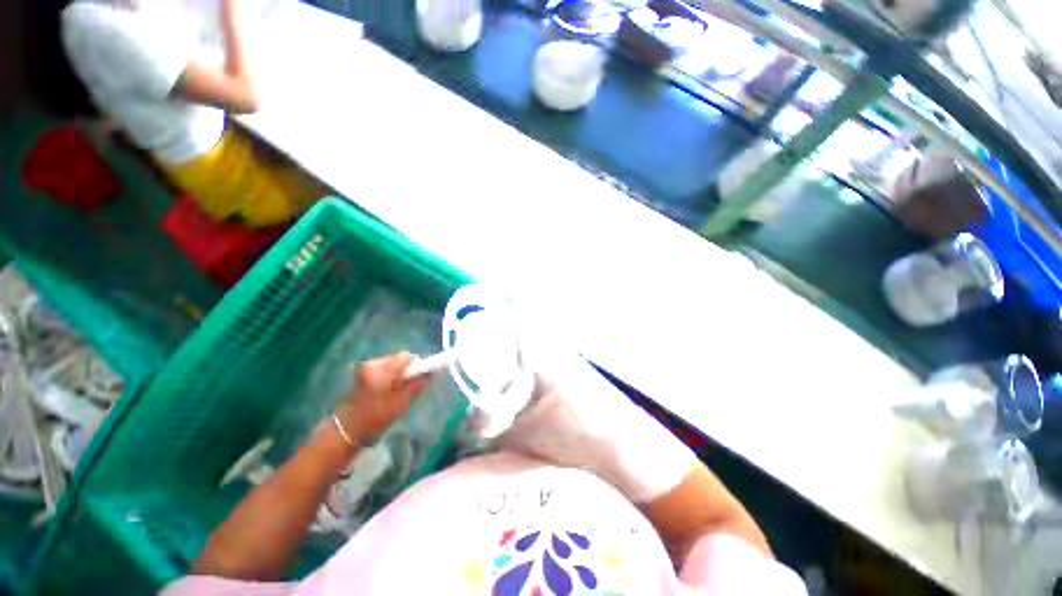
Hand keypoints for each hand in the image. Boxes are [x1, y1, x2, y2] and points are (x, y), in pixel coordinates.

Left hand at [337, 352, 429, 444]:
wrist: (346, 431)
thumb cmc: (376, 418)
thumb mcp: (402, 403)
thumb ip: (418, 384)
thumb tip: (431, 371)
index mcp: (382, 370)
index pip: (408, 357)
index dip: (417, 366)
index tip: (420, 379)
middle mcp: (372, 363)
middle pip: (399, 358)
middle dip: (407, 370)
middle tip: (407, 388)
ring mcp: (365, 367)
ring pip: (391, 363)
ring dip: (397, 373)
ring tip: (395, 392)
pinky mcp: (361, 373)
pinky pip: (382, 368)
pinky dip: (388, 376)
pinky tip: (385, 391)